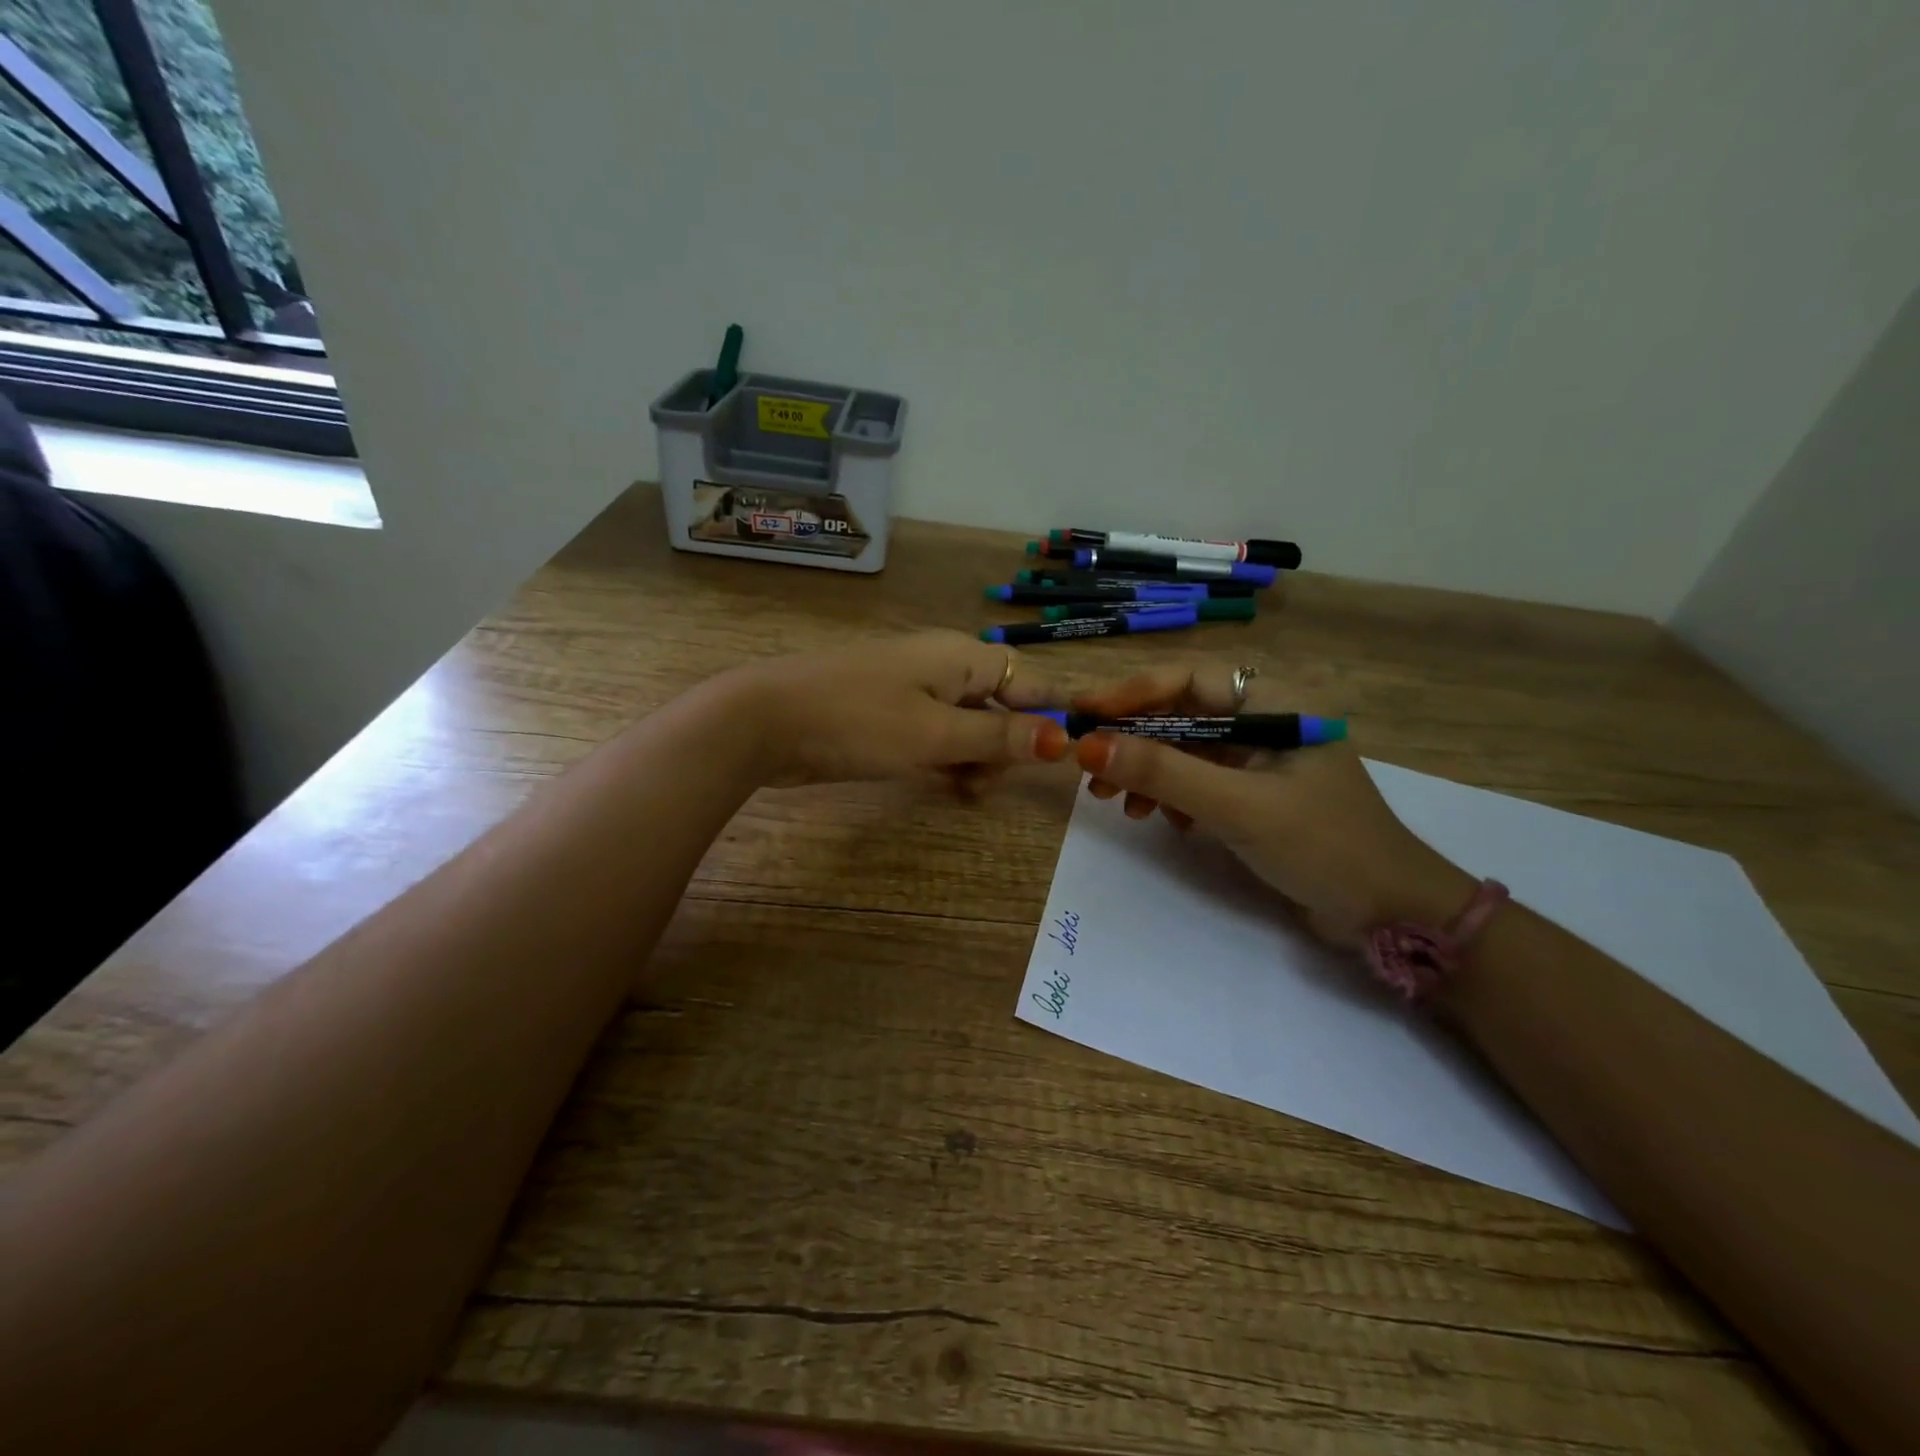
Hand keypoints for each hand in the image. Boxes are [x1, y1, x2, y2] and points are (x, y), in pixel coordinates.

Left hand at [720, 630, 1070, 788]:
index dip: (1052, 712)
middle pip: (999, 706)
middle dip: (1007, 747)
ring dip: (976, 759)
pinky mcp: (887, 715)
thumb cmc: (858, 721)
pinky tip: (947, 788)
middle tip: (991, 785)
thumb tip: (1062, 739)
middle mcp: (942, 666)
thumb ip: (999, 738)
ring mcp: (912, 690)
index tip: (1071, 752)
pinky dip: (946, 760)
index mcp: (961, 657)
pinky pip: (935, 735)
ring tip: (966, 794)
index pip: (1028, 679)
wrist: (765, 721)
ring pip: (967, 725)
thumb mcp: (935, 735)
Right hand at [1072, 664, 1473, 944]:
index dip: (1130, 693)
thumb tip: (1087, 746)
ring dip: (1147, 772)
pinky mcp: (1255, 794)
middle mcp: (1264, 722)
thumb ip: (1163, 772)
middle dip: (1133, 741)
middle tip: (1090, 771)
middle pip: (1180, 714)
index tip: (1084, 714)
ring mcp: (1259, 760)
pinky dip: (1171, 795)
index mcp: (1274, 704)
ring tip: (1118, 803)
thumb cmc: (1322, 845)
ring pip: (1185, 749)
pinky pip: (1198, 780)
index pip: (1187, 679)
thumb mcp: (1237, 806)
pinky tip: (1161, 819)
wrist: (1390, 914)